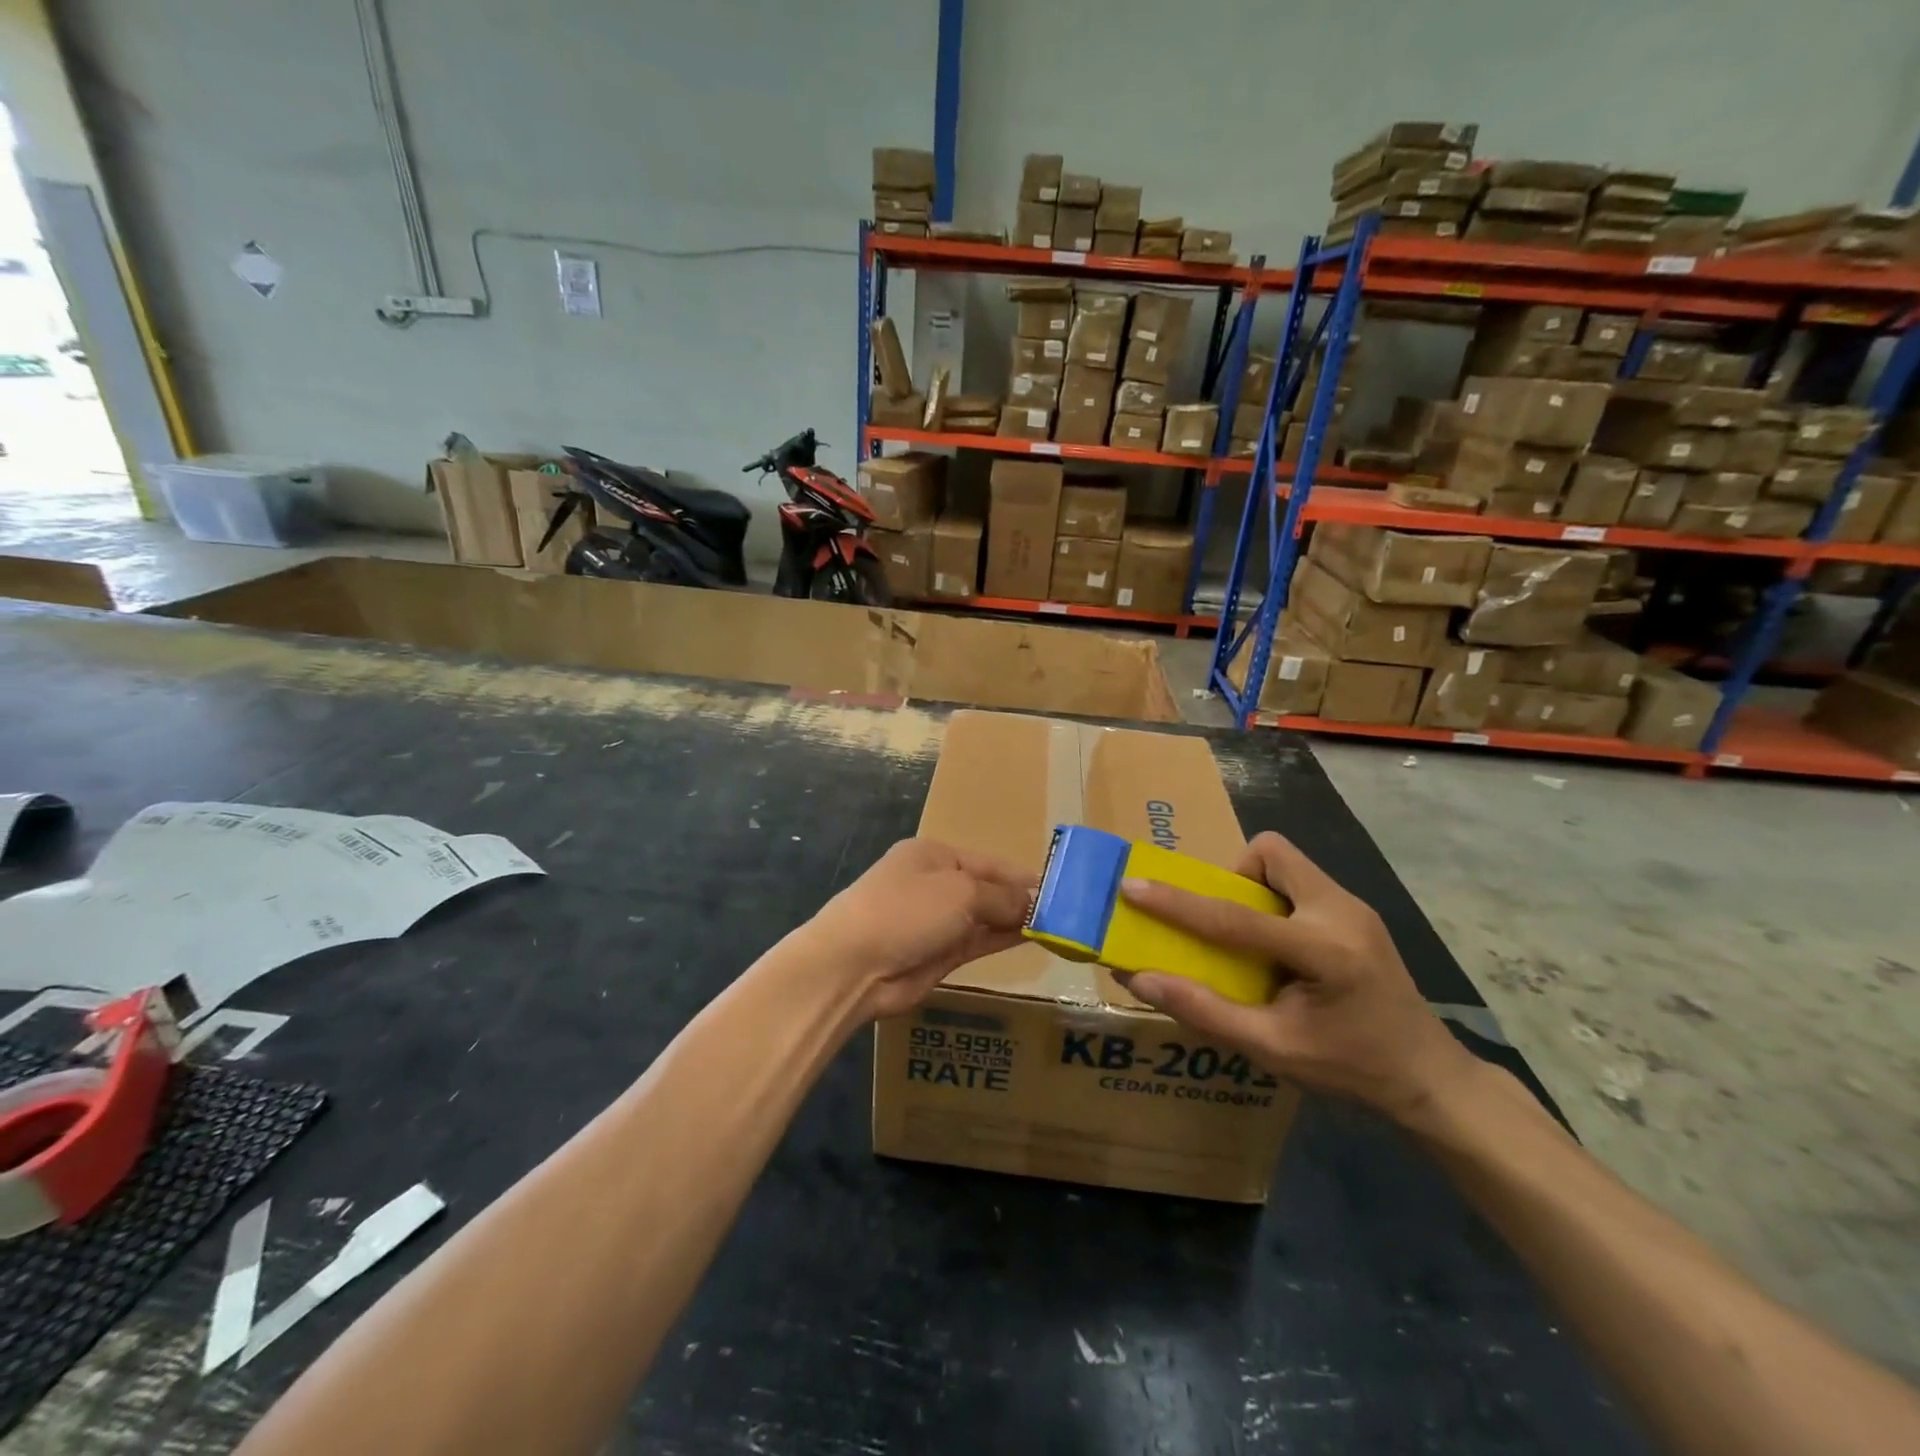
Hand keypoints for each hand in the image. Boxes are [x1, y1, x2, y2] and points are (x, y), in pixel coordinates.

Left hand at [796, 839, 1036, 1020]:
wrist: (853, 965)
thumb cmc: (907, 910)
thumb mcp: (961, 893)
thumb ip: (1001, 898)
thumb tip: (1033, 904)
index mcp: (934, 856)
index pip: (988, 862)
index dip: (1022, 876)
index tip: (1060, 887)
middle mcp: (935, 884)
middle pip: (987, 889)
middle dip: (1022, 899)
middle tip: (1068, 911)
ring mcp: (935, 921)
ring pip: (985, 917)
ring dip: (1016, 921)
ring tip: (1058, 926)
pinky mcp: (937, 954)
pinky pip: (978, 941)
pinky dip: (1003, 939)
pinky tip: (1032, 938)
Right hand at [1118, 832, 1473, 1123]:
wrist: (1429, 1077)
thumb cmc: (1351, 1069)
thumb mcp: (1272, 1049)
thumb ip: (1203, 1010)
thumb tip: (1139, 979)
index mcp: (1325, 951)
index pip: (1234, 917)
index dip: (1177, 903)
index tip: (1133, 885)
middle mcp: (1342, 912)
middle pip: (1271, 853)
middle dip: (1233, 876)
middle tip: (1222, 923)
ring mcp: (1354, 906)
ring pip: (1286, 861)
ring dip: (1254, 887)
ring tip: (1250, 939)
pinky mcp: (1355, 911)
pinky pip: (1300, 881)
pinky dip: (1274, 900)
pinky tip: (1279, 947)